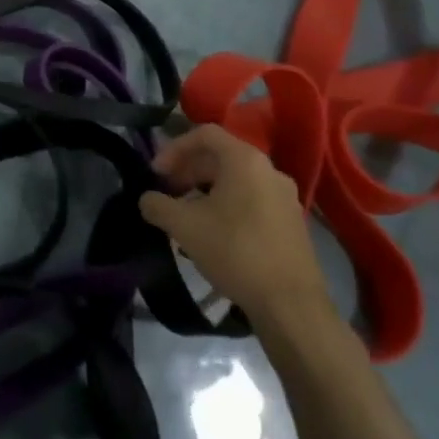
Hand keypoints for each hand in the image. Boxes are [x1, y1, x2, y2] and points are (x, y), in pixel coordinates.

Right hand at [139, 124, 333, 335]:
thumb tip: (146, 199)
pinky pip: (252, 199)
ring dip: (205, 189)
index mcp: (245, 161)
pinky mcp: (292, 222)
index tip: (156, 173)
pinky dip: (227, 205)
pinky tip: (213, 232)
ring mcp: (285, 197)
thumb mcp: (184, 226)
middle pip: (221, 156)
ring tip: (186, 214)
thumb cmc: (235, 252)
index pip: (204, 134)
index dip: (174, 148)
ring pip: (236, 180)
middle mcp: (269, 170)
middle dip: (188, 170)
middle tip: (167, 192)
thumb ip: (157, 205)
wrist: (290, 304)